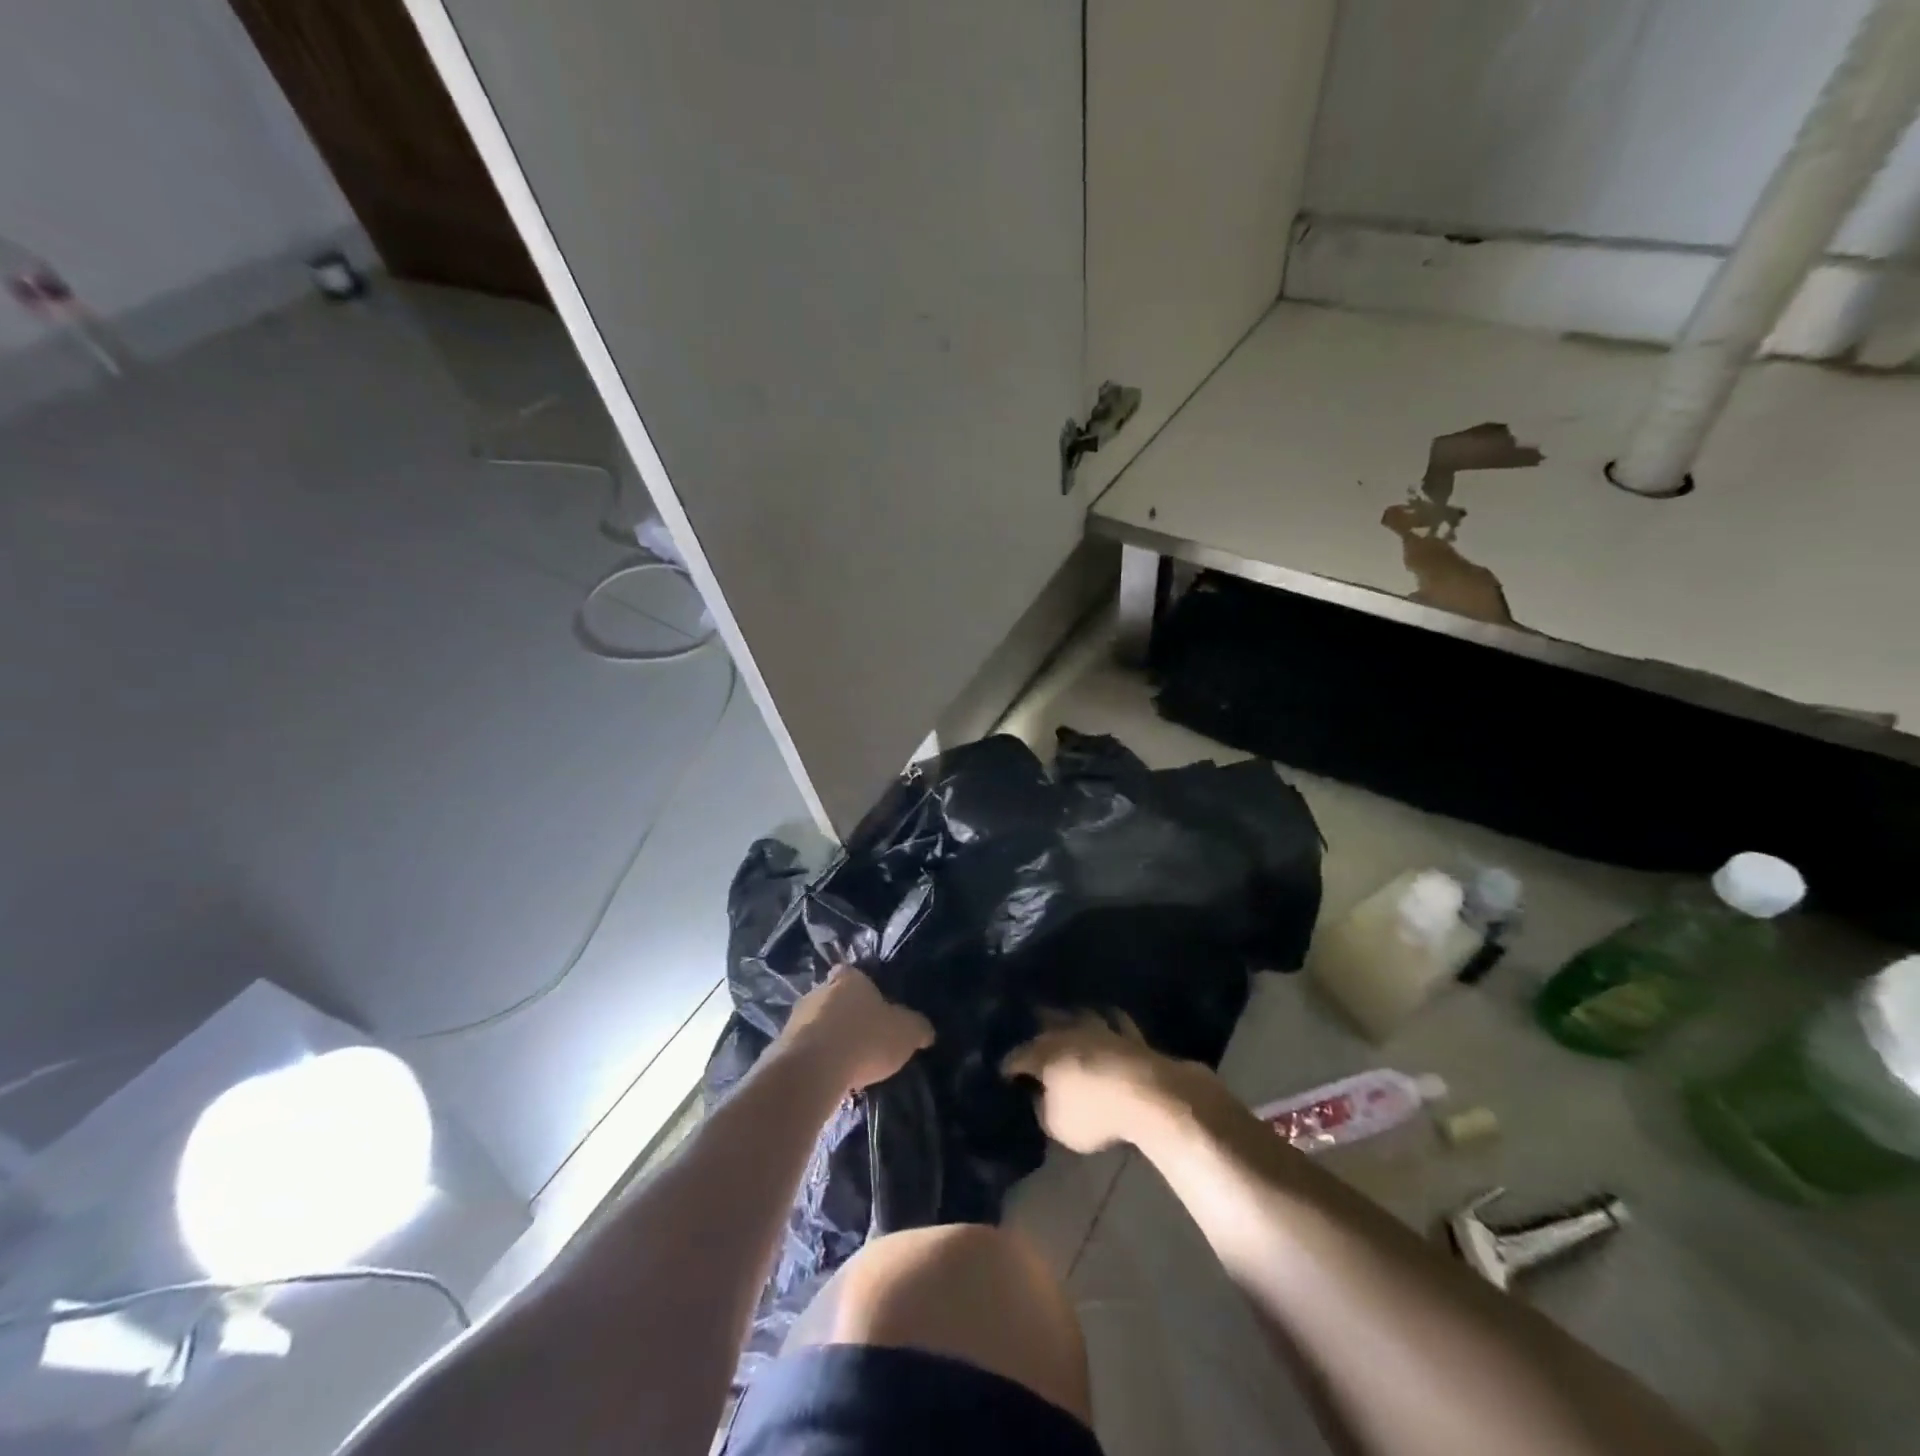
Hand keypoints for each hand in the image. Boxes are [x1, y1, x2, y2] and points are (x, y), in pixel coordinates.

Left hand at [776, 965, 933, 1093]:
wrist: (812, 1069)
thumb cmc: (864, 1037)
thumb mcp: (906, 1032)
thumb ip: (917, 1028)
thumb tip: (925, 1031)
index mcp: (848, 978)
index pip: (853, 974)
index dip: (863, 988)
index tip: (873, 1006)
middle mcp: (818, 991)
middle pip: (833, 998)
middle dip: (844, 1015)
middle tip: (862, 1038)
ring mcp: (795, 1019)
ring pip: (815, 1024)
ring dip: (827, 1039)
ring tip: (845, 1064)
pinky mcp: (780, 1048)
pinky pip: (803, 1051)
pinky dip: (814, 1061)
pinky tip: (827, 1078)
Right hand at [1001, 1011, 1196, 1153]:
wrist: (1147, 1095)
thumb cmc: (1094, 1113)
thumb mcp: (1057, 1124)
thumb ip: (1043, 1108)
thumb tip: (1040, 1096)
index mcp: (1043, 1053)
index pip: (1017, 1057)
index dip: (1008, 1066)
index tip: (1003, 1073)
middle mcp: (1067, 1032)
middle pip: (1046, 1021)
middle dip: (1036, 1025)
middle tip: (1030, 1031)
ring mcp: (1100, 1028)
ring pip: (1079, 1013)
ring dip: (1070, 1016)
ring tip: (1066, 1017)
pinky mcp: (1129, 1033)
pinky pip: (1115, 1021)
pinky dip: (1108, 1019)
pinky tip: (1107, 1019)